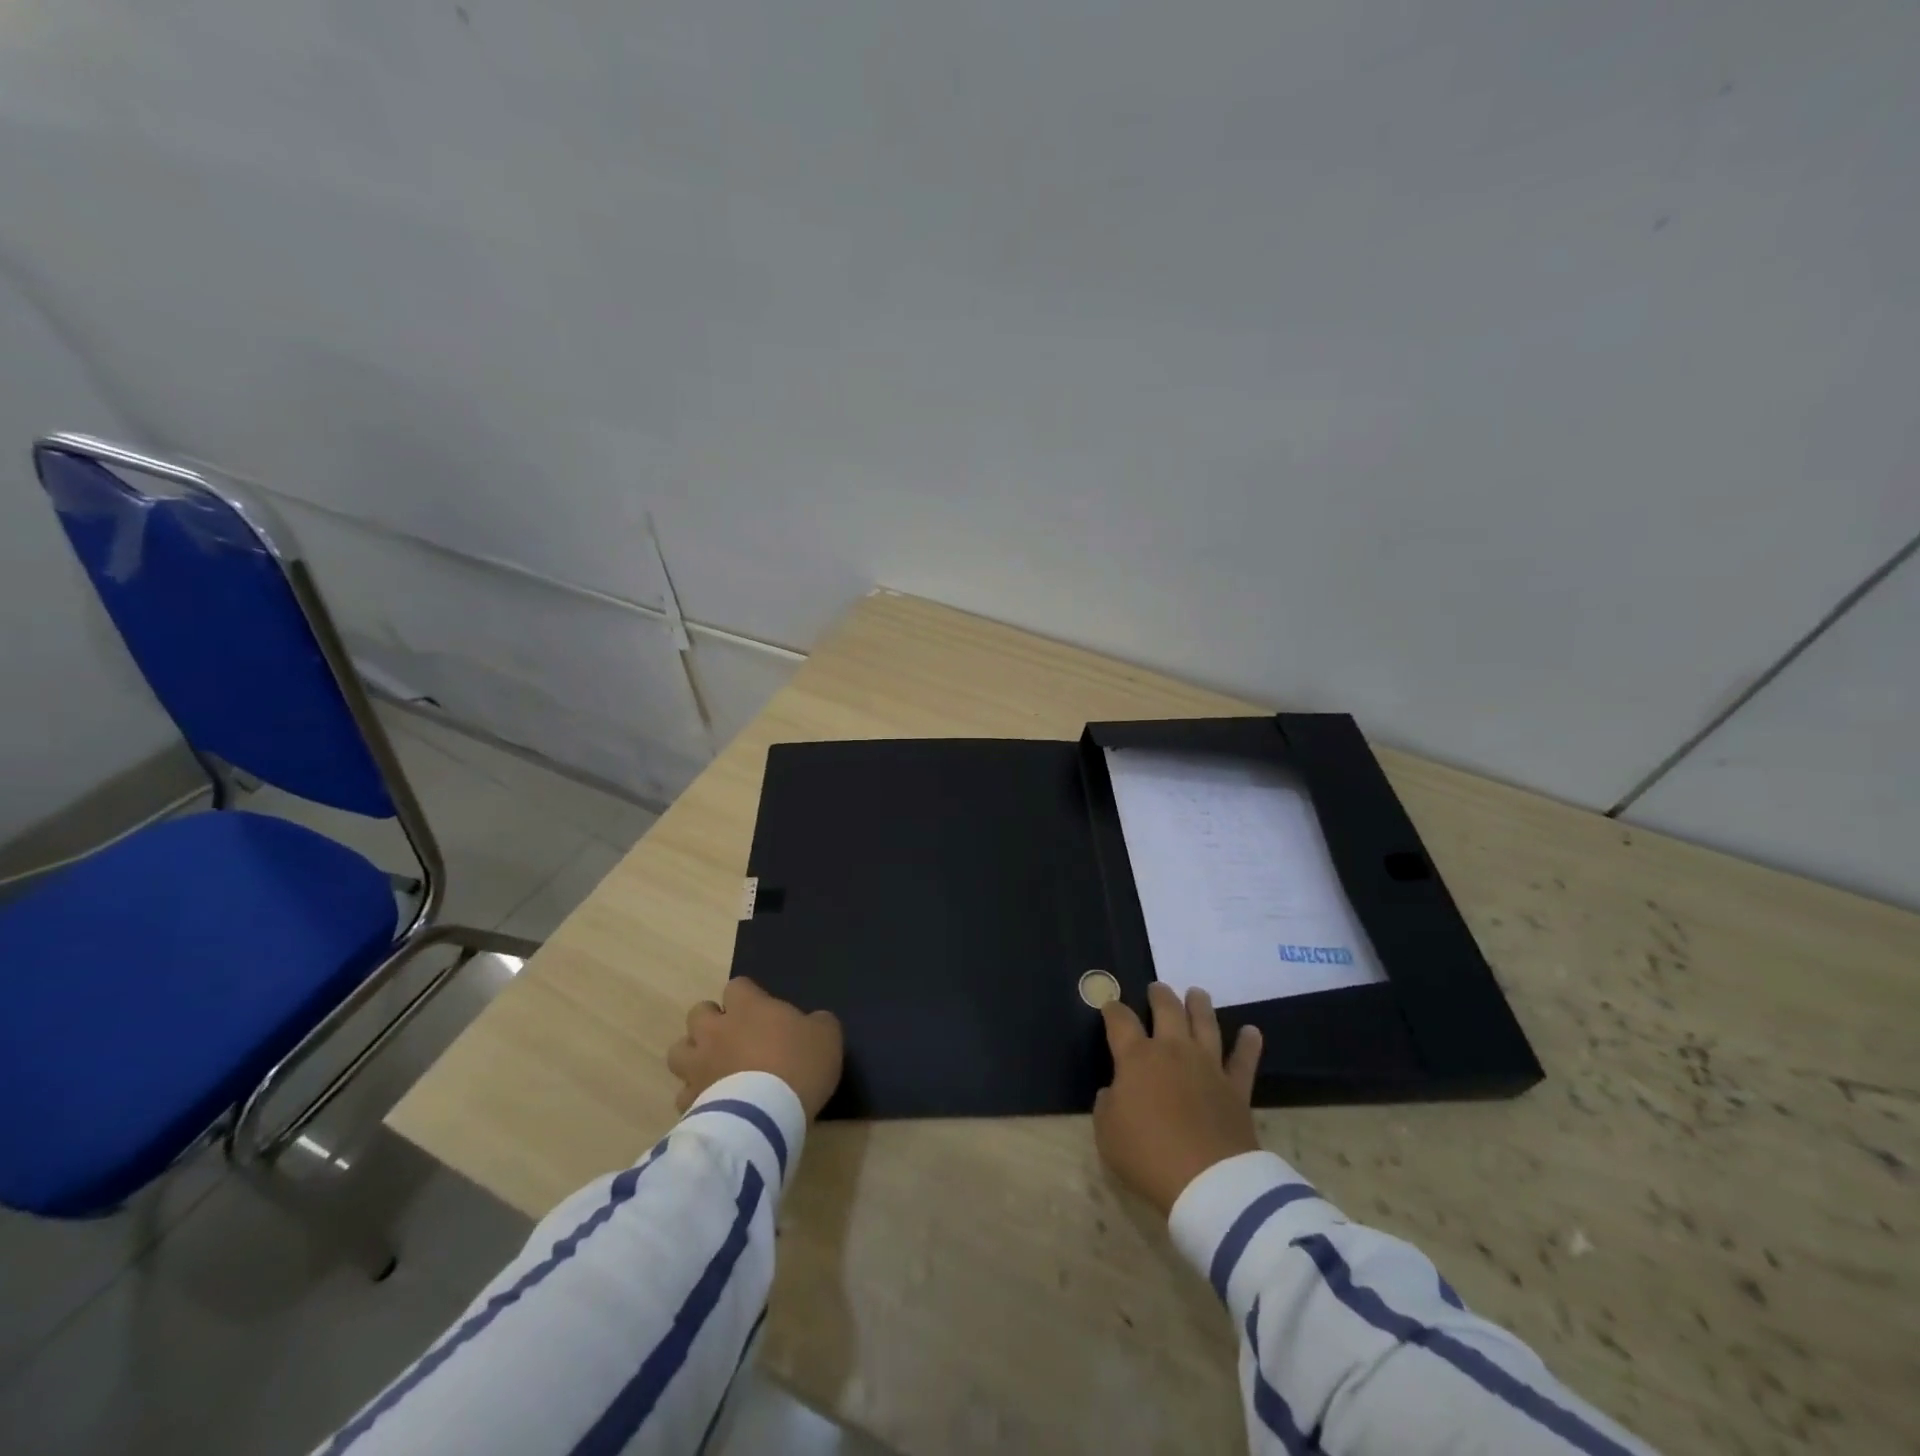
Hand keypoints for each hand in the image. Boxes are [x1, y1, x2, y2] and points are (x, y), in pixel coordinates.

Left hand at [668, 977, 844, 1119]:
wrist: (767, 1116)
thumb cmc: (799, 1064)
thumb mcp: (826, 1035)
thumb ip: (816, 1022)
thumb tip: (812, 1023)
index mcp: (747, 1007)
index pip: (737, 986)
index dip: (748, 996)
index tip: (761, 1009)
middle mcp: (716, 1030)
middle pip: (698, 1012)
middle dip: (712, 1021)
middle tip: (733, 1036)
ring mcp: (698, 1066)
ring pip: (679, 1050)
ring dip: (694, 1054)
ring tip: (713, 1067)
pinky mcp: (689, 1102)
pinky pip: (684, 1094)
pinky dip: (695, 1096)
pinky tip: (712, 1103)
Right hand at [1093, 982, 1263, 1216]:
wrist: (1207, 1180)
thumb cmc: (1148, 1154)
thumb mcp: (1107, 1133)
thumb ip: (1107, 1105)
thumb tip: (1114, 1091)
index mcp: (1136, 1057)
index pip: (1120, 1021)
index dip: (1113, 1009)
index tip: (1110, 1005)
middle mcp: (1173, 1051)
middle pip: (1167, 1010)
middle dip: (1160, 995)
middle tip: (1157, 988)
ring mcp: (1208, 1066)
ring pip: (1205, 1024)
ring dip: (1200, 1005)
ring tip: (1197, 993)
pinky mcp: (1236, 1087)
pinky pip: (1243, 1060)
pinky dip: (1248, 1044)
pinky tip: (1252, 1031)